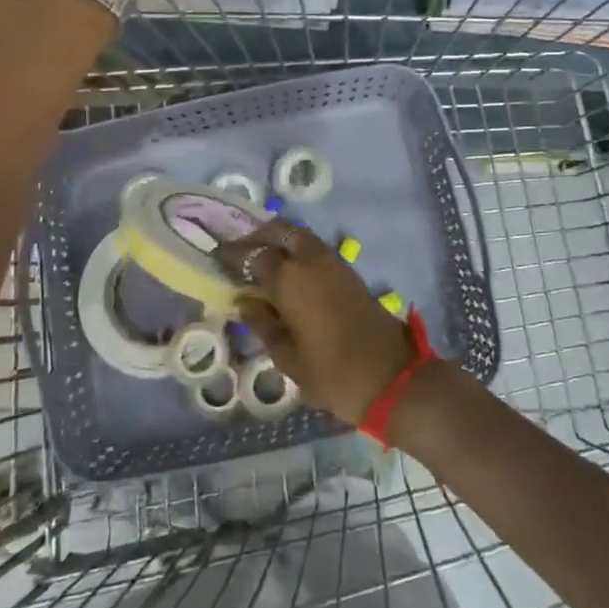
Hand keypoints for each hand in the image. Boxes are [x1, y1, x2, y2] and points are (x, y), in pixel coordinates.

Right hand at [216, 220, 420, 426]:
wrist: (392, 377)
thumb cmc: (332, 373)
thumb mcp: (287, 357)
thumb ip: (263, 324)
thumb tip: (245, 301)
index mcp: (289, 278)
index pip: (253, 254)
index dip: (233, 254)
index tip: (217, 256)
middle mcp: (311, 260)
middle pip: (280, 230)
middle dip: (258, 235)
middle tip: (241, 251)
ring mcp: (334, 263)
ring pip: (301, 236)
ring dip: (280, 240)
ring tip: (263, 261)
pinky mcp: (350, 272)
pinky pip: (316, 249)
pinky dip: (298, 251)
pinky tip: (289, 272)